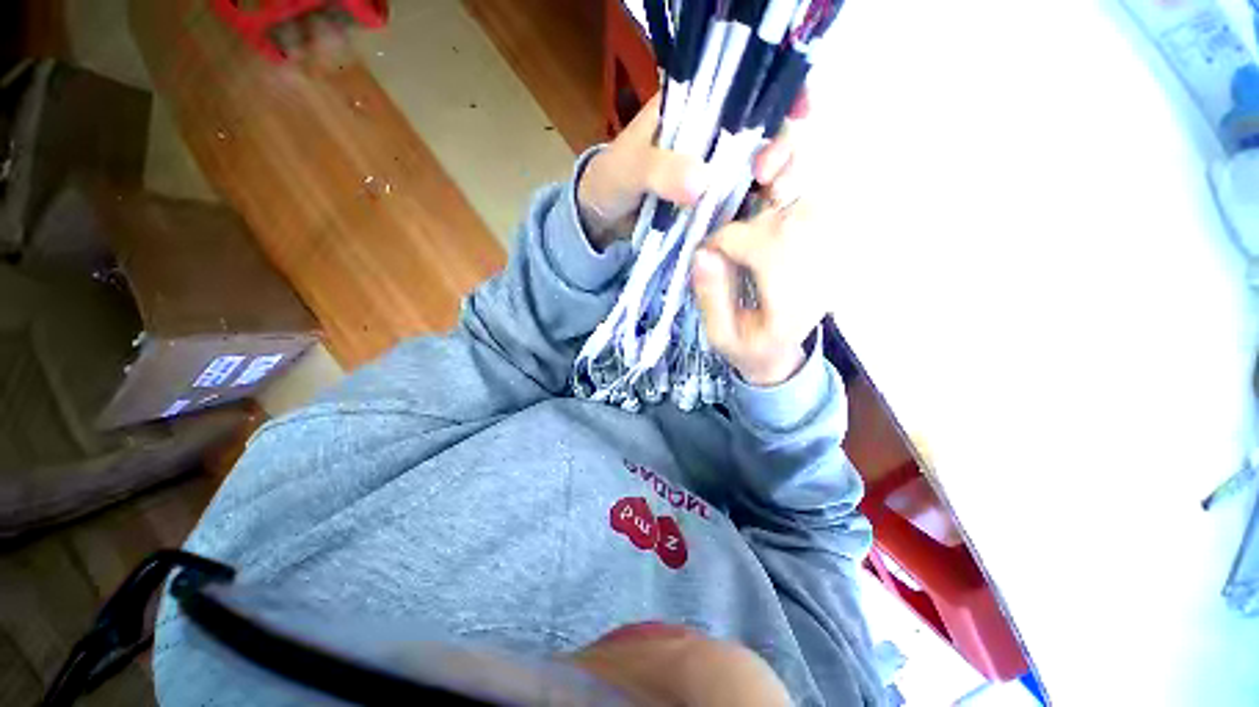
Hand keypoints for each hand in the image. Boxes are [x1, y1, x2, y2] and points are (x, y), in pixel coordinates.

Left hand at [576, 93, 805, 249]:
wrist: (605, 218)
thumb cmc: (612, 181)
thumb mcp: (629, 170)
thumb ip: (659, 170)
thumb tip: (702, 182)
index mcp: (695, 109)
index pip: (747, 89)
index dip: (781, 93)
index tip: (798, 112)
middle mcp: (714, 137)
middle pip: (767, 130)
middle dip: (783, 146)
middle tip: (768, 174)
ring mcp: (719, 172)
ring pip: (764, 167)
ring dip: (779, 179)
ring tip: (771, 197)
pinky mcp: (717, 203)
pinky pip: (747, 202)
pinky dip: (760, 208)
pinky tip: (763, 218)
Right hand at [691, 106, 824, 386]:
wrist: (781, 355)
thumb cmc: (748, 349)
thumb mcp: (720, 337)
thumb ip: (711, 299)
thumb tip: (703, 253)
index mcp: (792, 304)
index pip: (765, 249)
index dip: (728, 239)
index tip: (708, 249)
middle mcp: (820, 274)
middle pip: (797, 216)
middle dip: (762, 201)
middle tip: (739, 196)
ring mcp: (831, 258)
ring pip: (816, 202)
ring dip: (790, 178)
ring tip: (762, 171)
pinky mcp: (831, 248)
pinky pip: (823, 206)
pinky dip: (803, 185)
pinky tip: (778, 179)